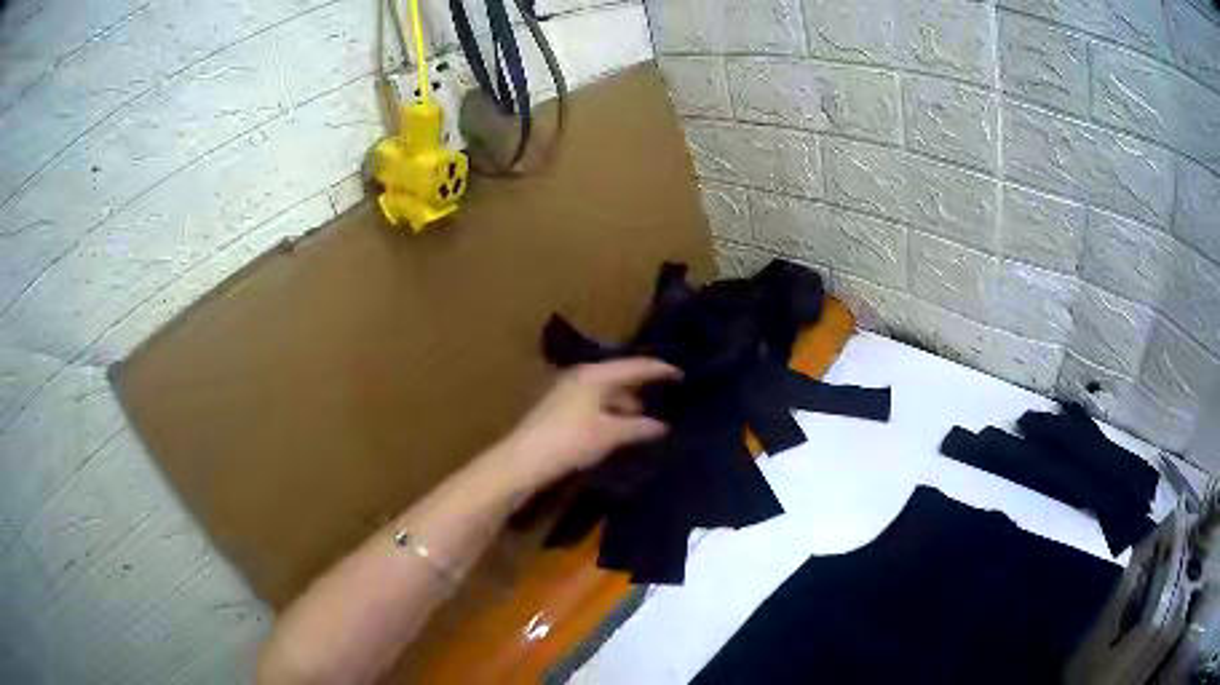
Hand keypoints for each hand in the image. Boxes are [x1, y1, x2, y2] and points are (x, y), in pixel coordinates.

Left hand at [493, 358, 681, 491]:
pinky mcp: (560, 409)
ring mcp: (568, 391)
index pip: (635, 366)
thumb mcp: (610, 435)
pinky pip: (596, 404)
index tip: (683, 375)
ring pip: (607, 393)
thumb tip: (664, 426)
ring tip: (647, 421)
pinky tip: (621, 430)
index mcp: (595, 374)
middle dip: (643, 390)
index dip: (660, 370)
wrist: (523, 460)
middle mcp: (581, 376)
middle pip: (620, 377)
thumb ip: (640, 427)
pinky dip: (612, 414)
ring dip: (626, 405)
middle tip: (668, 399)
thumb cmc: (570, 441)